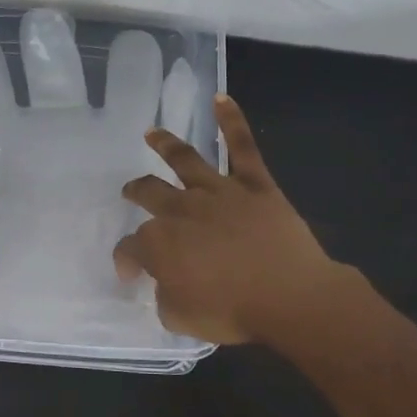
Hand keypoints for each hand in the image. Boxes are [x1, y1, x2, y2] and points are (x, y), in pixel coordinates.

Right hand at [113, 94, 339, 343]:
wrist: (290, 298)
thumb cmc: (232, 312)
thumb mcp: (180, 317)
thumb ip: (164, 297)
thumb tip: (164, 284)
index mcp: (158, 243)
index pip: (130, 247)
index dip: (126, 260)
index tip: (131, 275)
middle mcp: (181, 209)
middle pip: (149, 193)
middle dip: (135, 192)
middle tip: (130, 192)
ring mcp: (218, 192)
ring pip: (185, 161)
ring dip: (165, 145)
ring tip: (152, 133)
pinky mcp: (254, 185)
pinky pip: (242, 147)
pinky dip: (232, 121)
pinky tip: (221, 98)